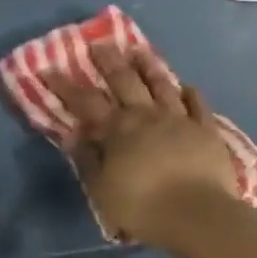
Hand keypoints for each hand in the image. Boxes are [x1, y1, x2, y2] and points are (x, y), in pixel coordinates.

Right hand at [43, 43, 242, 254]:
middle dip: (110, 61)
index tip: (50, 68)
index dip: (66, 85)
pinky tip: (187, 86)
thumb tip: (74, 133)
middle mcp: (148, 115)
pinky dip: (190, 93)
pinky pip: (198, 105)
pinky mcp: (206, 129)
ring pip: (162, 84)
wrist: (198, 214)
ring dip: (149, 66)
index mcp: (119, 130)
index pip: (86, 102)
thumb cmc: (144, 207)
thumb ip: (88, 160)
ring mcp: (180, 119)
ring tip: (140, 49)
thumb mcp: (103, 191)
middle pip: (126, 81)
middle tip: (100, 43)